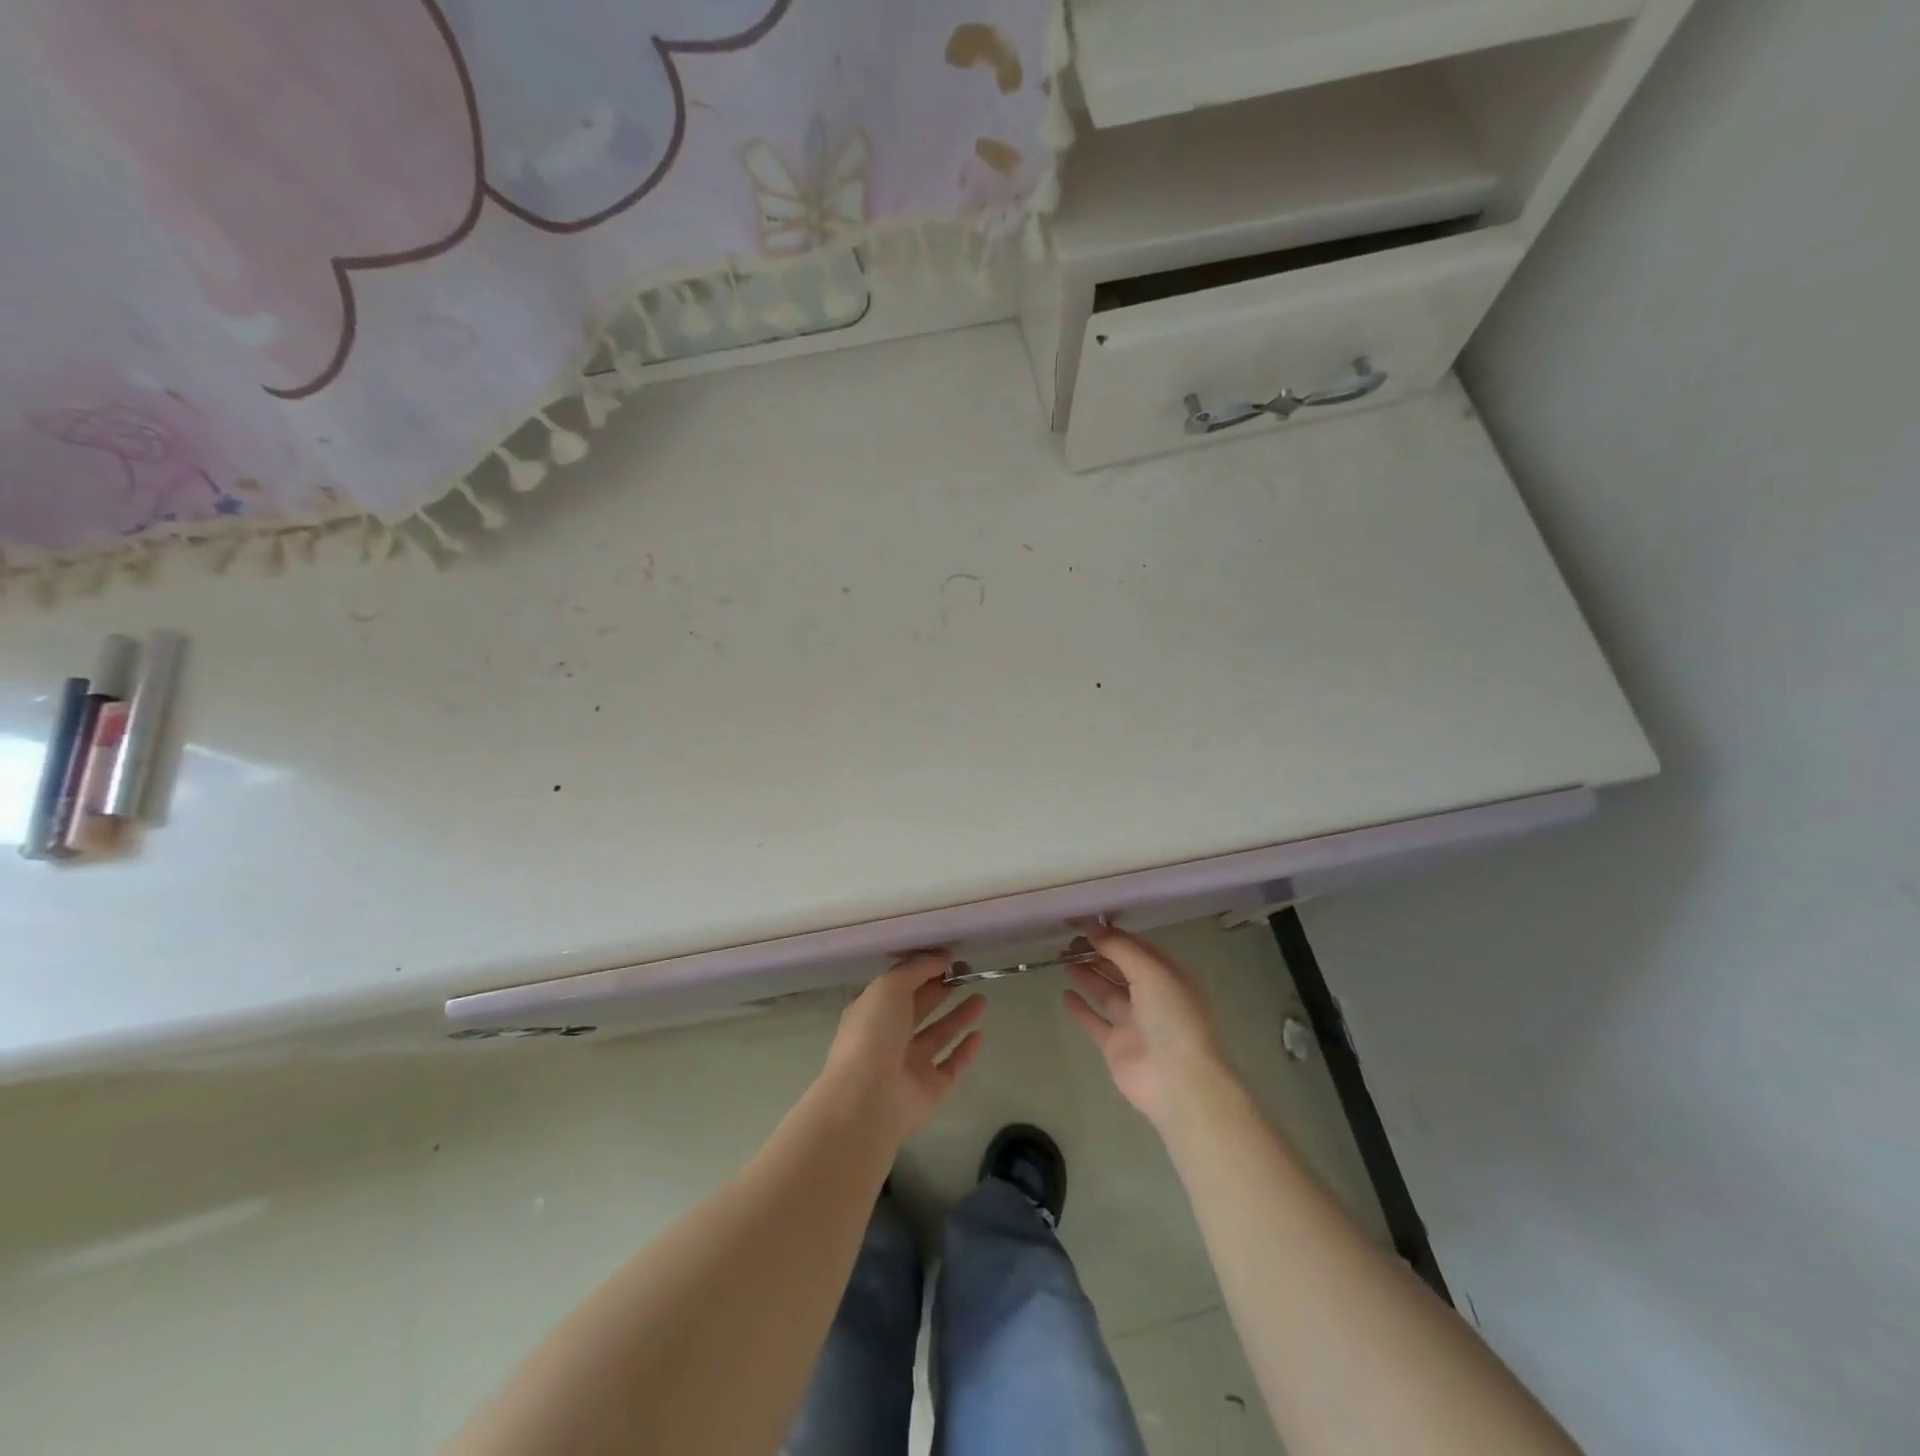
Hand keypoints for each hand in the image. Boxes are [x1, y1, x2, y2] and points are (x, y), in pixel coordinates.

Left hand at [820, 953, 986, 1143]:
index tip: (949, 957)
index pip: (899, 985)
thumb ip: (917, 968)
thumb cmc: (873, 1033)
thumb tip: (943, 957)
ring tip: (981, 998)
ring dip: (958, 1016)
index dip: (922, 970)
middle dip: (942, 990)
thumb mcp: (890, 986)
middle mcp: (889, 1036)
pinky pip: (951, 1066)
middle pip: (920, 1007)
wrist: (868, 1099)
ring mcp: (909, 1064)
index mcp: (872, 1011)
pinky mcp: (930, 1089)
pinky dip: (965, 1051)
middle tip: (969, 973)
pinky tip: (979, 1035)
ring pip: (938, 1035)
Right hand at [1062, 925, 1231, 1131]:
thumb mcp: (1151, 971)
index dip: (1112, 935)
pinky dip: (1081, 1008)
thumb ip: (1120, 948)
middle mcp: (1153, 997)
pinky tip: (1064, 993)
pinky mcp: (1117, 1046)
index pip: (1137, 948)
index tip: (1084, 923)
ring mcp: (1134, 1023)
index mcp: (1168, 976)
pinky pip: (1095, 1021)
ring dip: (1088, 975)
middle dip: (1097, 953)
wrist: (1179, 1082)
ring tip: (1062, 959)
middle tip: (1068, 941)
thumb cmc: (1172, 1017)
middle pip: (1121, 968)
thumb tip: (1093, 926)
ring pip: (1107, 992)